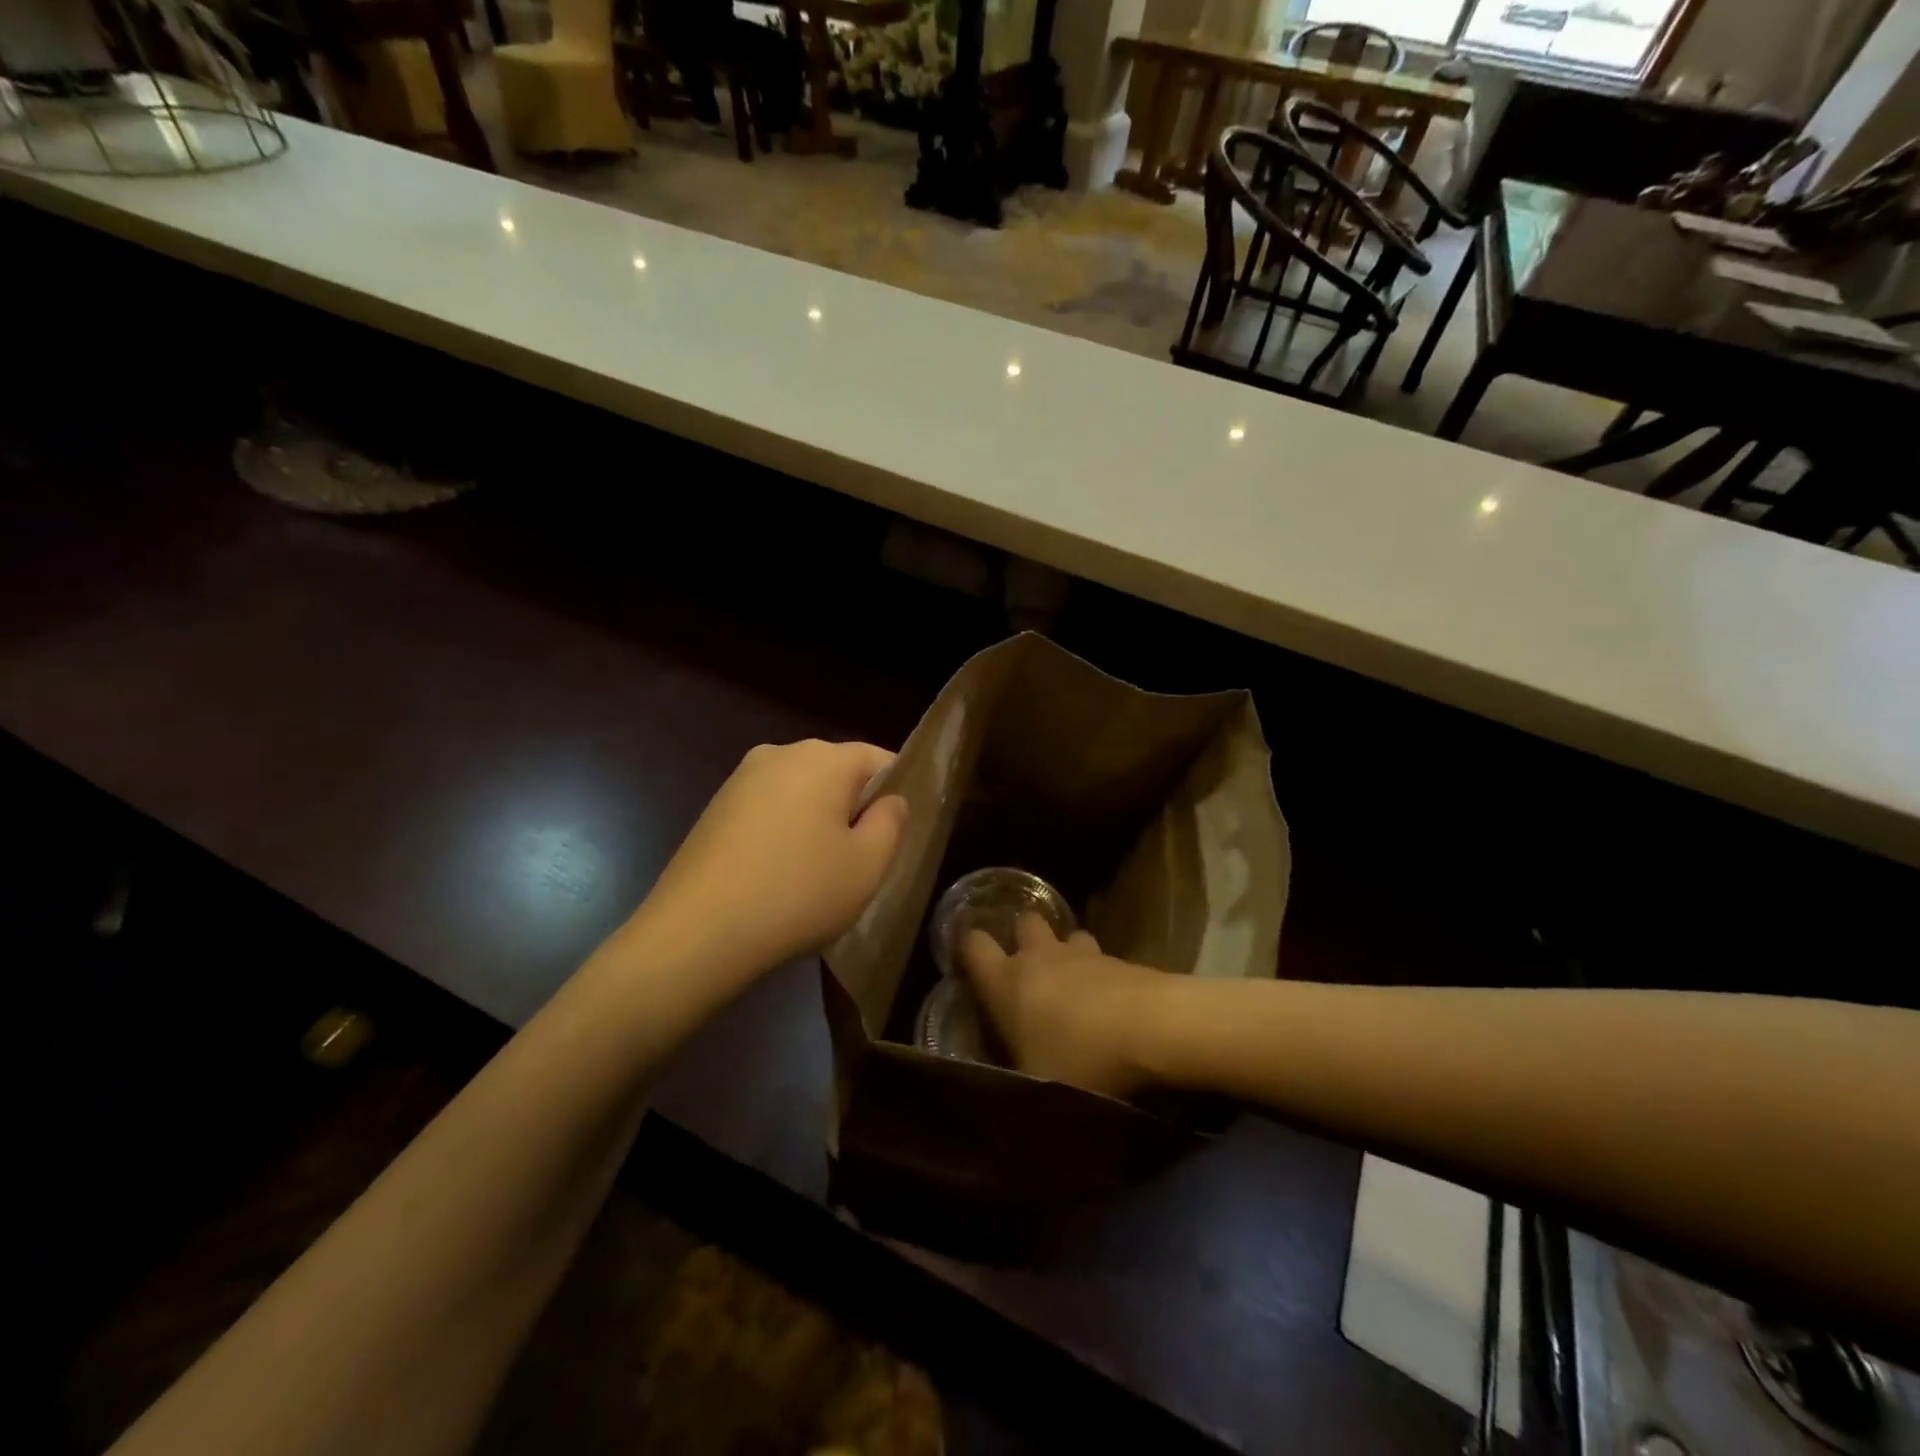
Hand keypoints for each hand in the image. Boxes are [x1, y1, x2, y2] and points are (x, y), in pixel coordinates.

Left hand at [628, 740, 907, 987]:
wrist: (696, 933)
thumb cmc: (797, 895)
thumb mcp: (867, 866)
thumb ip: (892, 822)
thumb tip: (890, 800)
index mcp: (824, 758)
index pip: (879, 759)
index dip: (897, 792)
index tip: (897, 834)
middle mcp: (781, 753)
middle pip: (837, 772)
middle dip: (854, 807)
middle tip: (860, 859)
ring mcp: (741, 778)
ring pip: (801, 791)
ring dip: (817, 820)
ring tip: (817, 872)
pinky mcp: (716, 806)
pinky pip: (769, 808)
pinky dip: (784, 831)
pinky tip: (779, 874)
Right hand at [960, 914, 1172, 1100]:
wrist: (1153, 1028)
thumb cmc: (1079, 1059)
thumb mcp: (1036, 1088)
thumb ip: (1013, 1086)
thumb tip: (997, 1106)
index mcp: (1006, 982)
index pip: (972, 945)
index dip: (967, 949)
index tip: (967, 961)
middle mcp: (1040, 956)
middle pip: (1025, 922)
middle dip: (1024, 937)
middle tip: (1028, 967)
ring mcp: (1083, 953)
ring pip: (1068, 935)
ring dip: (1067, 953)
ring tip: (1073, 983)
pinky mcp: (1120, 959)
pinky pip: (1101, 958)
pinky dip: (1100, 974)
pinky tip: (1109, 1003)